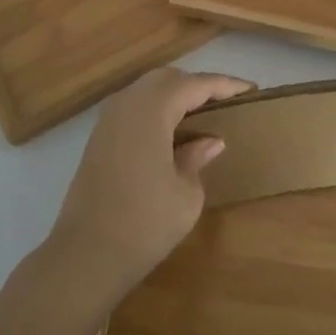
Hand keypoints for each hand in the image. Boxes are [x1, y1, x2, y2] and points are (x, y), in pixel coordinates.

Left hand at [41, 67, 252, 303]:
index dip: (224, 85)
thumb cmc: (143, 225)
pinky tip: (171, 131)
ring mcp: (107, 119)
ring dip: (174, 95)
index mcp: (152, 110)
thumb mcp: (186, 195)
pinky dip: (155, 109)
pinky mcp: (98, 138)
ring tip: (201, 114)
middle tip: (225, 101)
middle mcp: (127, 104)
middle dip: (197, 84)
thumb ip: (197, 158)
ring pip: (147, 89)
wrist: (85, 256)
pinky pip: (133, 107)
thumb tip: (209, 141)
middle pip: (168, 78)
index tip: (250, 89)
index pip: (195, 84)